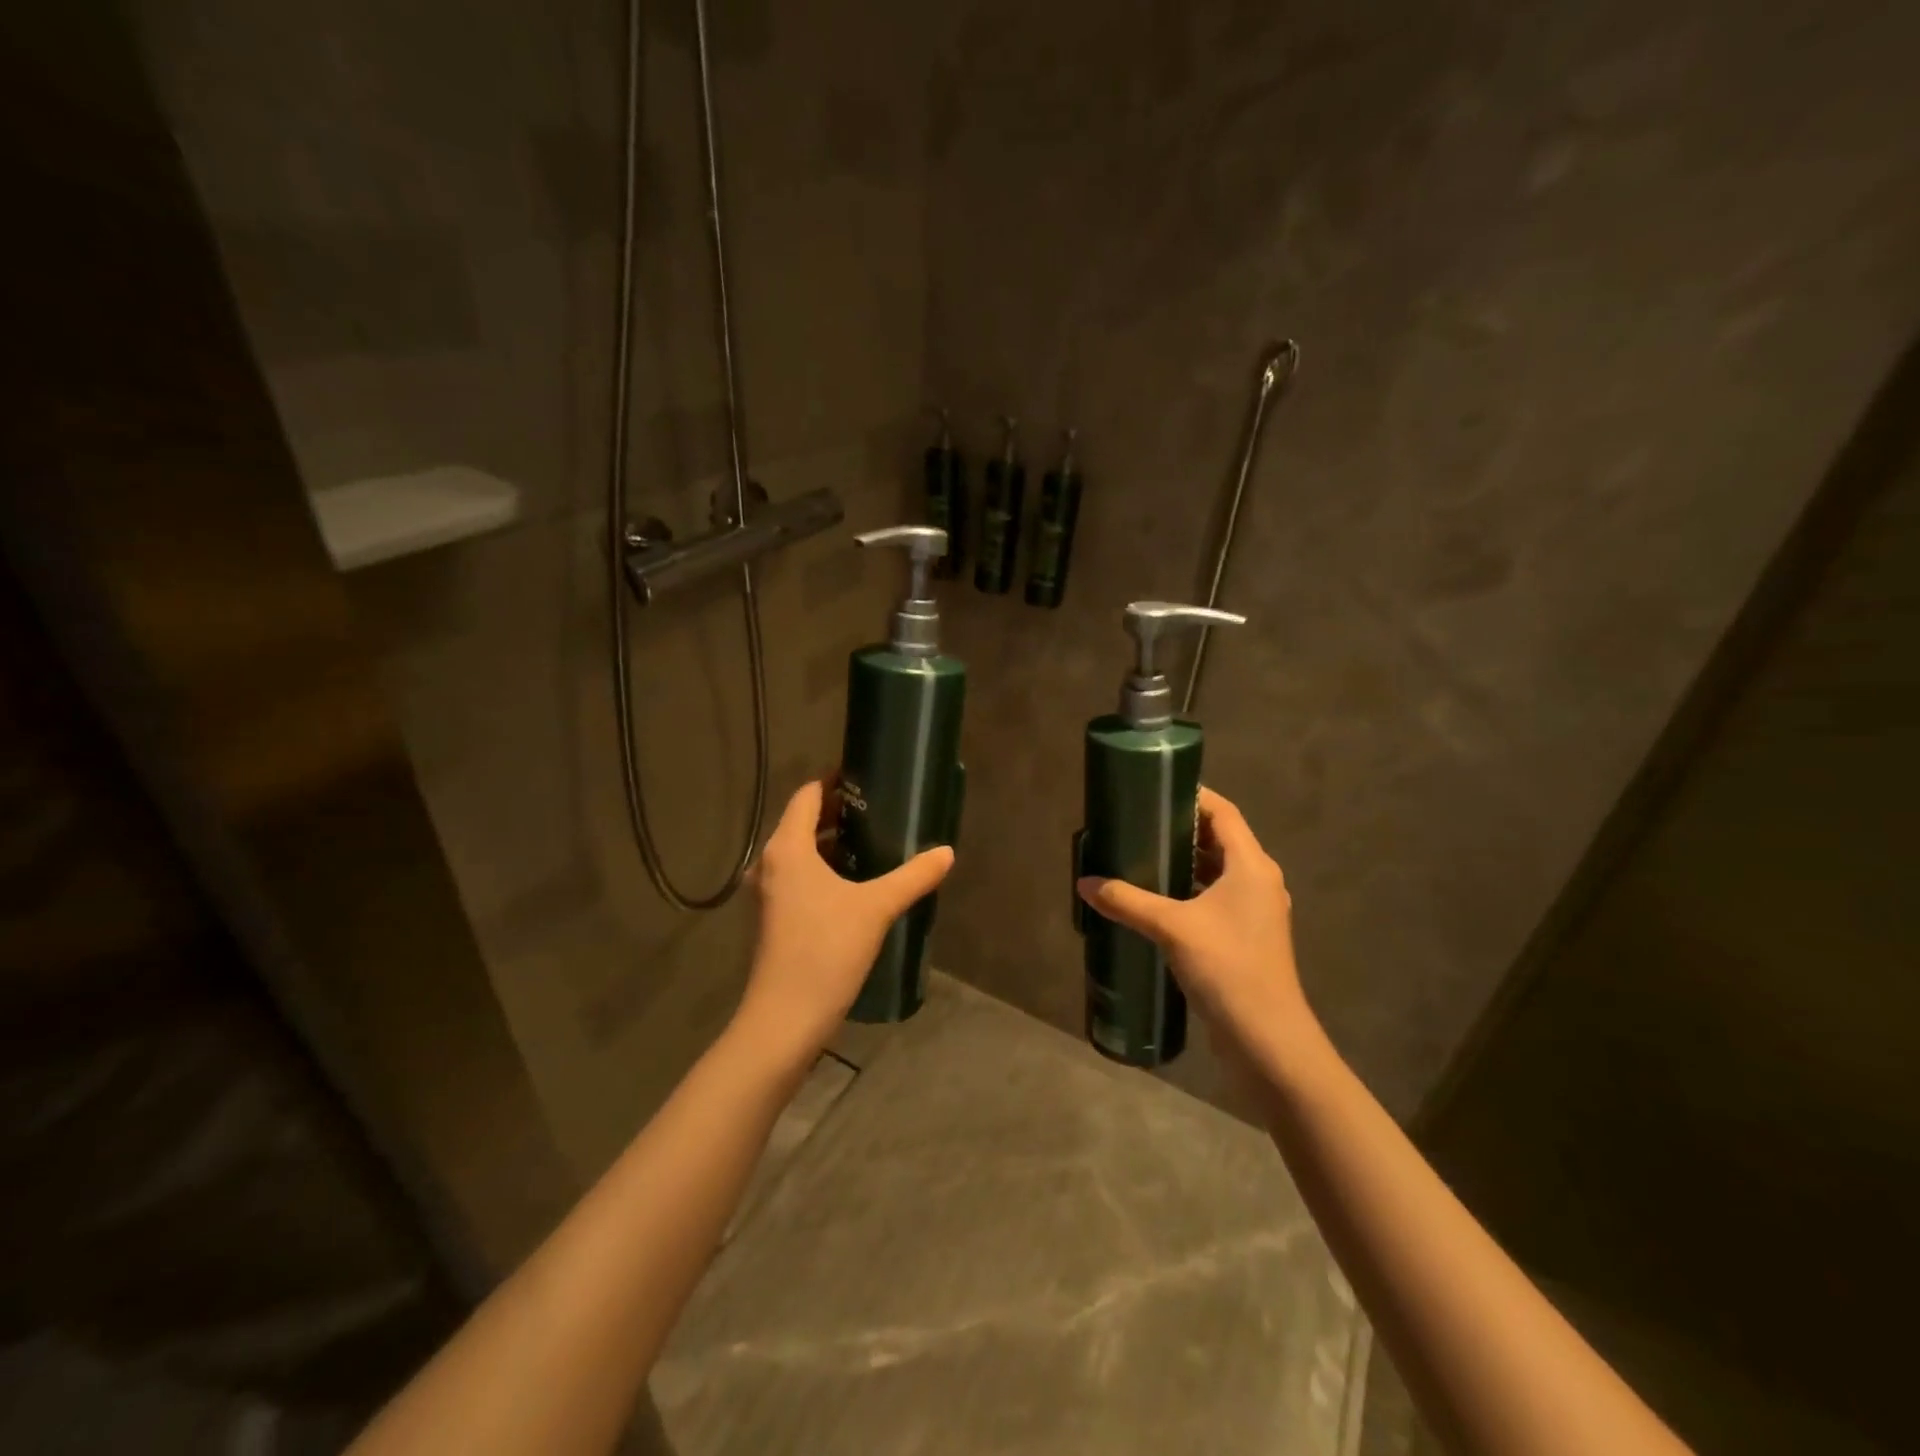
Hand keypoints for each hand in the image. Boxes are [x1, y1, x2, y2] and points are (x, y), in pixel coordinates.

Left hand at [735, 779, 954, 1062]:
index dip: (835, 781)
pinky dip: (825, 868)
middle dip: (840, 812)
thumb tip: (946, 853)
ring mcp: (769, 892)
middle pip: (803, 821)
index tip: (868, 778)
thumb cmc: (825, 951)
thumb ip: (913, 876)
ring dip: (833, 842)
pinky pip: (800, 876)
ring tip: (875, 841)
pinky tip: (857, 882)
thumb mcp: (876, 908)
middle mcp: (771, 862)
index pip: (808, 795)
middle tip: (881, 809)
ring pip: (801, 852)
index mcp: (787, 848)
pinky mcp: (775, 917)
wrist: (785, 1019)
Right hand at [1075, 787, 1313, 1065]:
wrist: (1267, 1038)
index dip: (1194, 796)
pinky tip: (1159, 901)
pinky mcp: (1249, 936)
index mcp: (1251, 866)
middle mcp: (1260, 881)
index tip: (1157, 788)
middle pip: (1222, 839)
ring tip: (1144, 856)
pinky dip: (1192, 890)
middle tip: (1141, 822)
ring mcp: (1257, 911)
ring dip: (1187, 862)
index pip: (1224, 813)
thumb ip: (1127, 901)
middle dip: (1183, 829)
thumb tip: (1084, 884)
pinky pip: (1218, 898)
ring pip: (1219, 871)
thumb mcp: (1171, 928)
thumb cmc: (1227, 967)